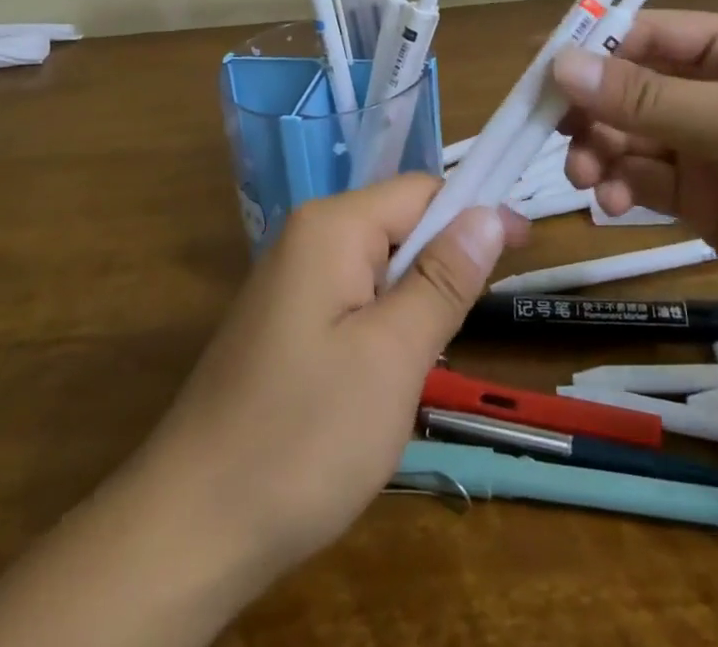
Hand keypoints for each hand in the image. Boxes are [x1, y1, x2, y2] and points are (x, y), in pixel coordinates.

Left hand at [0, 176, 525, 646]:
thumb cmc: (303, 435)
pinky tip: (387, 376)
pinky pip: (354, 299)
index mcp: (332, 227)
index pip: (422, 190)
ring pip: (380, 266)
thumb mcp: (393, 356)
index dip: (476, 212)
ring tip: (427, 362)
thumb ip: (445, 278)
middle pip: (400, 224)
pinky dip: (386, 325)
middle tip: (468, 328)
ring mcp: (292, 281)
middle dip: (444, 263)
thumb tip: (491, 210)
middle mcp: (308, 237)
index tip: (526, 247)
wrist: (191, 527)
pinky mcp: (286, 322)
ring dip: (416, 301)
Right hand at [551, 11, 717, 362]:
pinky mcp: (708, 203)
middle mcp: (716, 92)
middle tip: (557, 137)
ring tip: (588, 180)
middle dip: (591, 110)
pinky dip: (622, 188)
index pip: (645, 35)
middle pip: (628, 89)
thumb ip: (645, 98)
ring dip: (600, 152)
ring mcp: (711, 150)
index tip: (537, 71)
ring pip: (630, 138)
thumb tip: (560, 65)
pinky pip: (647, 182)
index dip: (590, 47)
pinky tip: (615, 204)